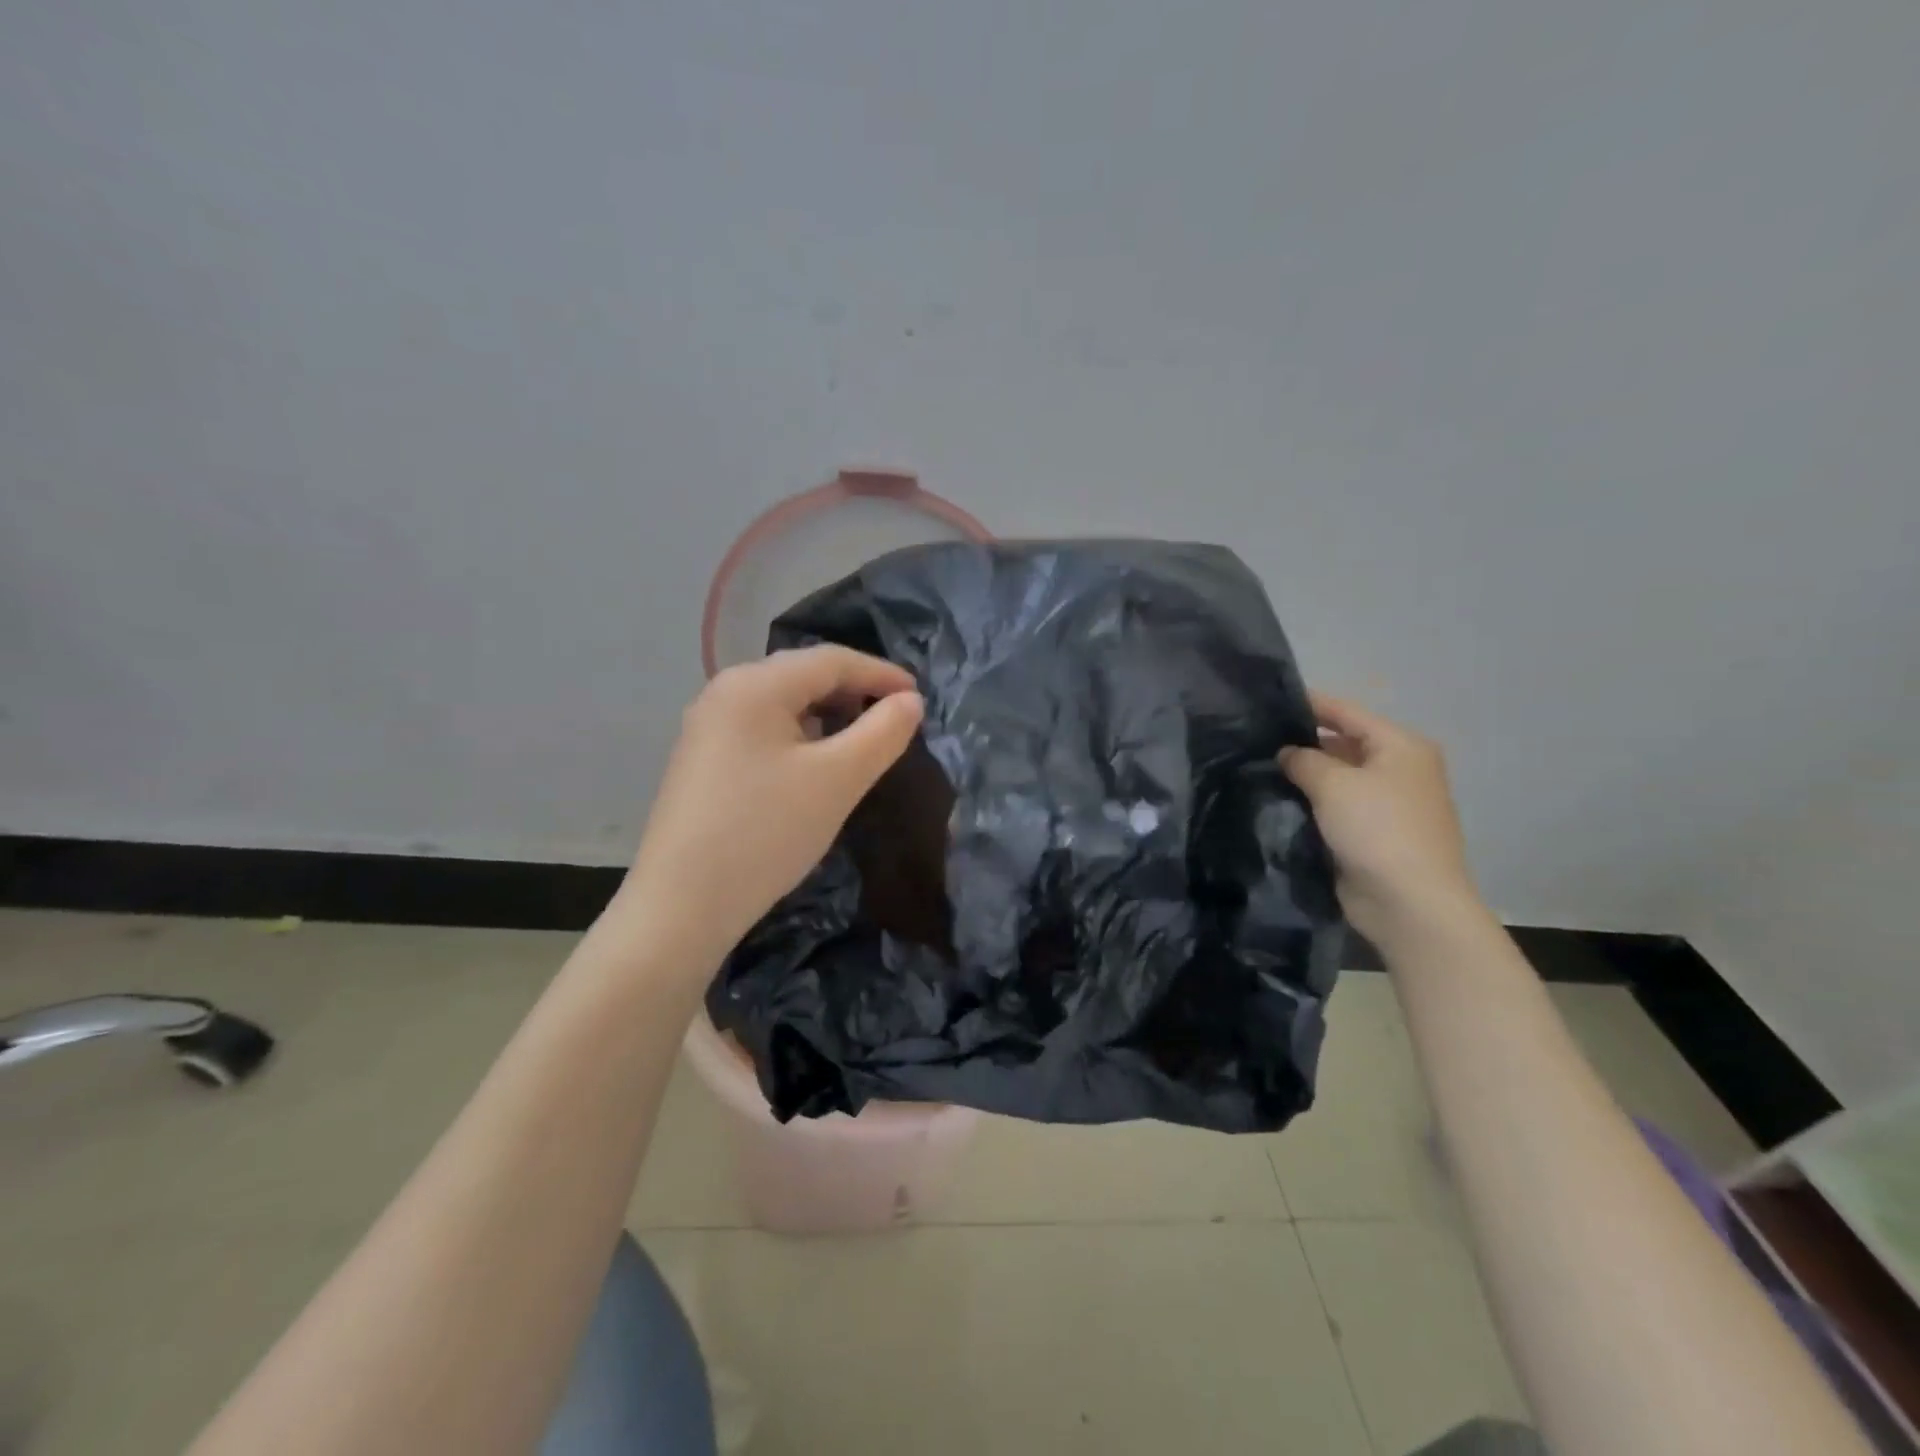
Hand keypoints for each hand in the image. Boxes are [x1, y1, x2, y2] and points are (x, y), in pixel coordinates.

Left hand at [617, 646, 924, 965]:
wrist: (682, 905)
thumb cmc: (766, 832)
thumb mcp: (837, 779)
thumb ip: (882, 733)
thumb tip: (910, 701)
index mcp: (754, 685)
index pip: (830, 660)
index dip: (880, 673)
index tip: (919, 696)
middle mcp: (724, 692)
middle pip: (802, 675)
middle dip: (853, 691)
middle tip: (895, 718)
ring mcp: (707, 727)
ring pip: (782, 704)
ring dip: (827, 714)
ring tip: (861, 740)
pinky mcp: (702, 760)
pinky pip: (762, 729)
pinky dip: (799, 736)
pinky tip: (814, 764)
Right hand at [1278, 694, 1483, 946]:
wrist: (1409, 903)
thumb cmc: (1377, 829)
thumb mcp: (1333, 784)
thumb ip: (1303, 759)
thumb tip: (1287, 753)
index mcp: (1400, 747)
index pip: (1347, 712)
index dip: (1309, 703)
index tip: (1268, 701)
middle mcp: (1399, 769)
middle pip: (1343, 744)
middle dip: (1304, 743)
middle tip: (1256, 740)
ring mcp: (1388, 804)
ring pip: (1338, 778)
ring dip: (1306, 777)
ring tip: (1259, 768)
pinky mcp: (1373, 834)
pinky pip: (1337, 808)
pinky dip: (1313, 803)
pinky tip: (1278, 801)